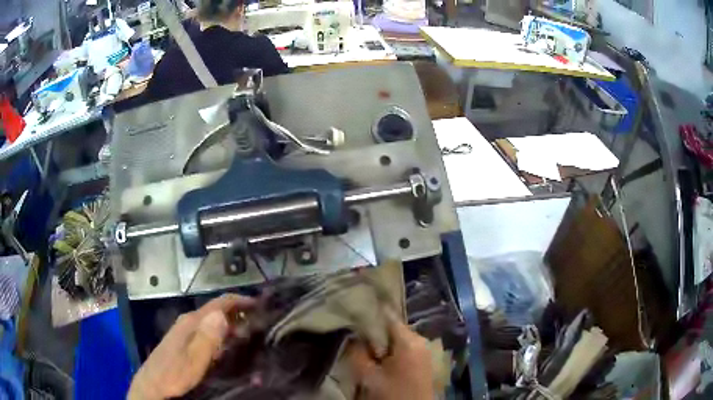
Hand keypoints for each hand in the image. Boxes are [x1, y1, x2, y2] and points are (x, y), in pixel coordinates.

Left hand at [128, 293, 254, 399]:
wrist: (152, 386)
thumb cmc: (173, 374)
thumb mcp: (192, 361)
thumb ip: (206, 338)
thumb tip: (222, 314)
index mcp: (191, 322)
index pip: (218, 303)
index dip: (240, 300)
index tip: (262, 304)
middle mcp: (188, 322)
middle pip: (217, 311)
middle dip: (239, 313)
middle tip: (262, 323)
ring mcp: (185, 331)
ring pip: (213, 322)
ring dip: (231, 324)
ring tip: (251, 334)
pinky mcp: (184, 342)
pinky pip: (207, 331)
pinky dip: (222, 334)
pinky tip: (230, 346)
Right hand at [347, 316, 434, 399]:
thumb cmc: (393, 394)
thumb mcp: (368, 376)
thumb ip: (357, 353)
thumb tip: (352, 337)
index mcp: (410, 340)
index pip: (387, 317)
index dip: (369, 317)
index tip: (353, 320)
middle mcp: (420, 340)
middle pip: (392, 329)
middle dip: (375, 335)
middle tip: (358, 344)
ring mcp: (424, 351)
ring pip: (397, 340)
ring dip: (382, 346)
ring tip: (367, 354)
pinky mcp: (423, 361)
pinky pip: (404, 349)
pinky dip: (391, 353)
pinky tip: (381, 363)